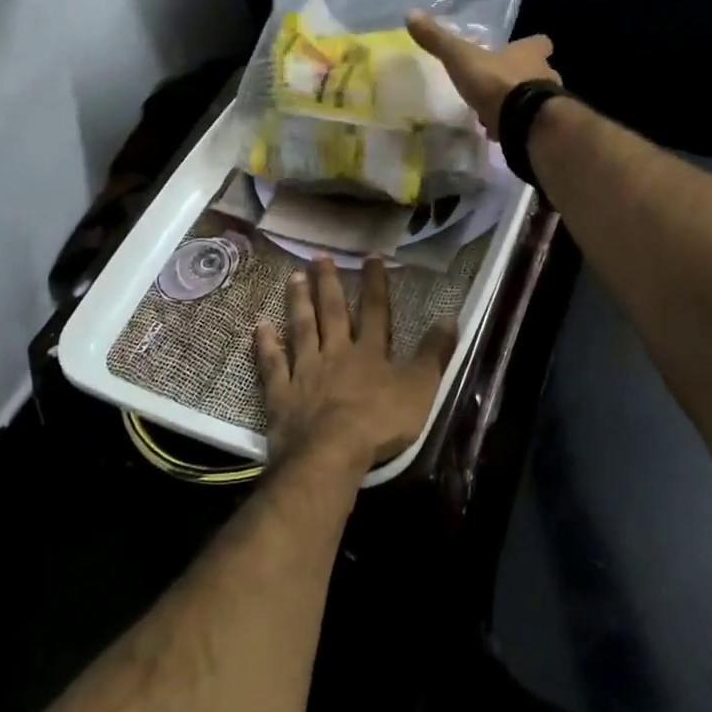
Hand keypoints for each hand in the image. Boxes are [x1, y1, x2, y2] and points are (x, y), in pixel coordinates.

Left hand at [256, 256, 457, 473]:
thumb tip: (450, 318)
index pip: (375, 310)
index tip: (371, 256)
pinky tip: (260, 325)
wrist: (330, 454)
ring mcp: (305, 371)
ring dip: (298, 302)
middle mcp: (335, 353)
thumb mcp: (420, 389)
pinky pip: (272, 363)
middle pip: (331, 312)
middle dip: (328, 283)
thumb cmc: (380, 423)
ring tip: (293, 277)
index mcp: (370, 353)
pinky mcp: (281, 393)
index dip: (375, 283)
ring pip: (301, 329)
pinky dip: (266, 344)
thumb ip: (434, 354)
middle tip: (319, 257)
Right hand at [406, 12, 559, 139]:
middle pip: (540, 71)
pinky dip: (518, 126)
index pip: (540, 42)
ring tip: (498, 111)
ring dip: (521, 103)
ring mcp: (548, 105)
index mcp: (529, 54)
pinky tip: (501, 132)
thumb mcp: (461, 58)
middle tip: (503, 84)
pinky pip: (530, 124)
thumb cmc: (496, 82)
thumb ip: (439, 40)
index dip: (531, 45)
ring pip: (537, 99)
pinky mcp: (542, 128)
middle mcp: (545, 74)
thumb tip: (411, 13)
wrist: (523, 122)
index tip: (518, 50)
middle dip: (523, 76)